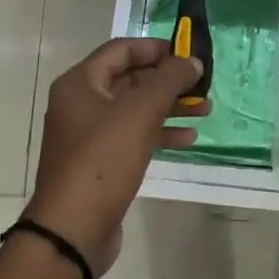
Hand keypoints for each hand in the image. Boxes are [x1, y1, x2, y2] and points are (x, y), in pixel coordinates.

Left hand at [25, 38, 206, 277]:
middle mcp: (80, 103)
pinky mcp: (99, 162)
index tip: (188, 54)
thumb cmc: (103, 161)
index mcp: (80, 83)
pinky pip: (132, 136)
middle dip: (168, 81)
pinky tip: (188, 139)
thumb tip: (192, 61)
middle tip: (202, 86)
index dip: (156, 48)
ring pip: (134, 109)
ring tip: (205, 110)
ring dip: (169, 107)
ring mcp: (88, 135)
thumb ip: (169, 80)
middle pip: (130, 79)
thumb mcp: (140, 113)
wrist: (72, 230)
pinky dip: (159, 133)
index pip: (121, 50)